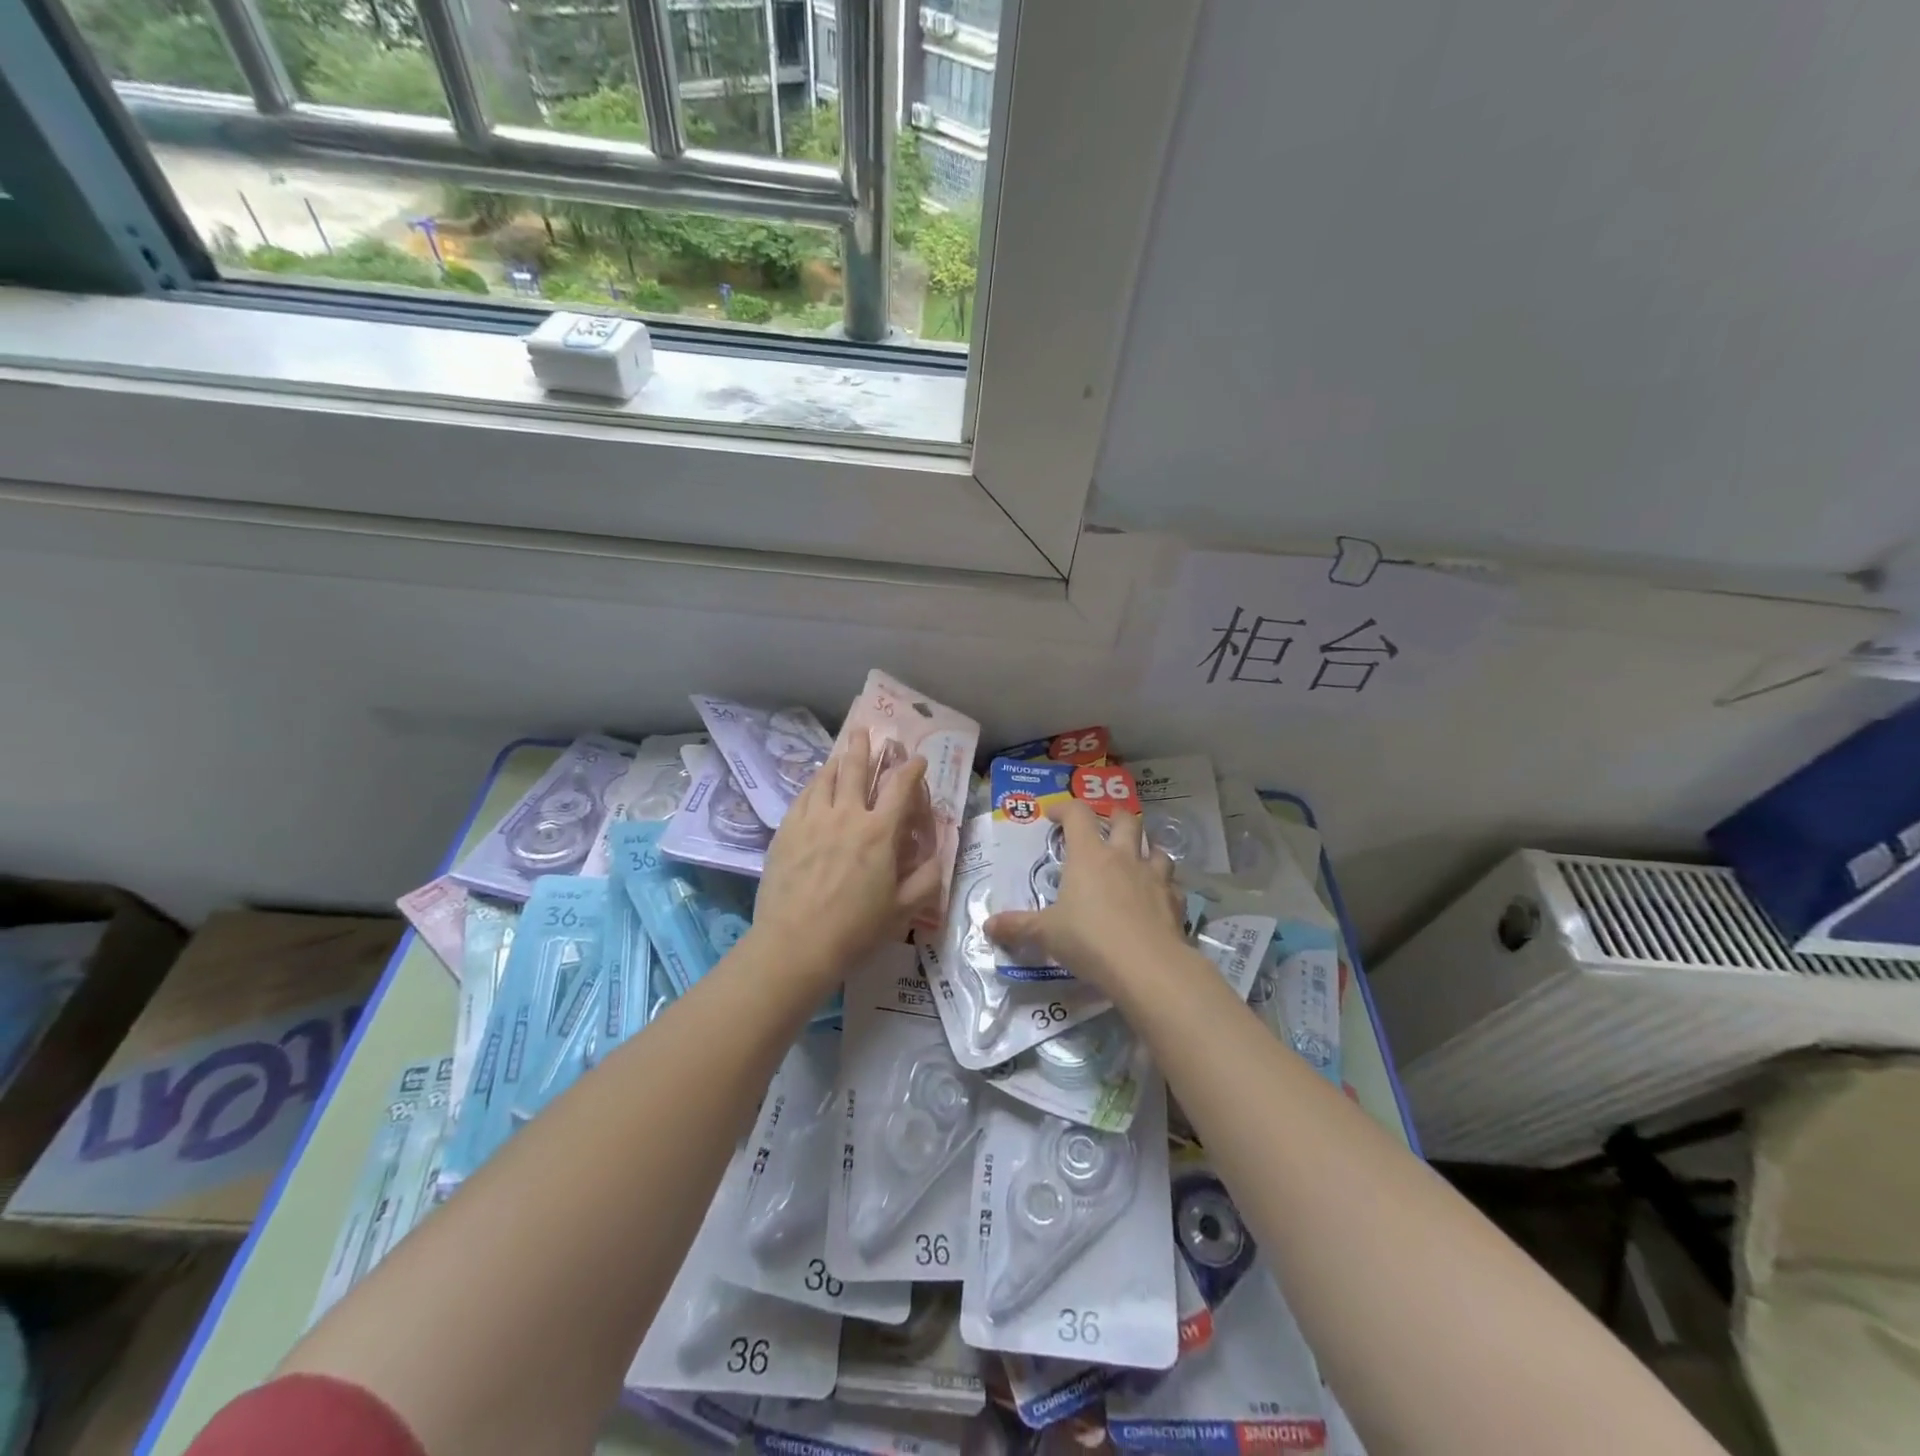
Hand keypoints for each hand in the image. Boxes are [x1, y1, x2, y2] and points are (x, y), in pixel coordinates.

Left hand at [753, 728, 944, 983]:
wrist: (795, 944)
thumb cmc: (855, 929)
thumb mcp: (904, 910)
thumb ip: (927, 879)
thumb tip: (938, 857)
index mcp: (879, 832)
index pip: (900, 787)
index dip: (912, 769)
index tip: (917, 759)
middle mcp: (846, 815)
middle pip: (855, 769)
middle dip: (864, 748)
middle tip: (865, 731)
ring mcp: (812, 820)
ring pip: (825, 778)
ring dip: (837, 761)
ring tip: (841, 752)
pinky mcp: (786, 831)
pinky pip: (802, 796)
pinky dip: (814, 783)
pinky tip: (815, 784)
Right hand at [984, 799, 1186, 993]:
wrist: (1147, 966)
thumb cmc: (1089, 939)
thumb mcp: (1046, 934)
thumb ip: (1018, 926)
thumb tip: (987, 926)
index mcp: (1089, 855)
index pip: (1078, 814)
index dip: (1065, 808)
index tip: (1055, 816)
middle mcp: (1123, 857)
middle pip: (1125, 819)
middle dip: (1114, 818)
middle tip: (1104, 828)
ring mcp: (1154, 876)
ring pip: (1155, 848)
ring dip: (1145, 849)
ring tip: (1136, 861)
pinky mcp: (1174, 900)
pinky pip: (1171, 884)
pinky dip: (1164, 886)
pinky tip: (1156, 899)